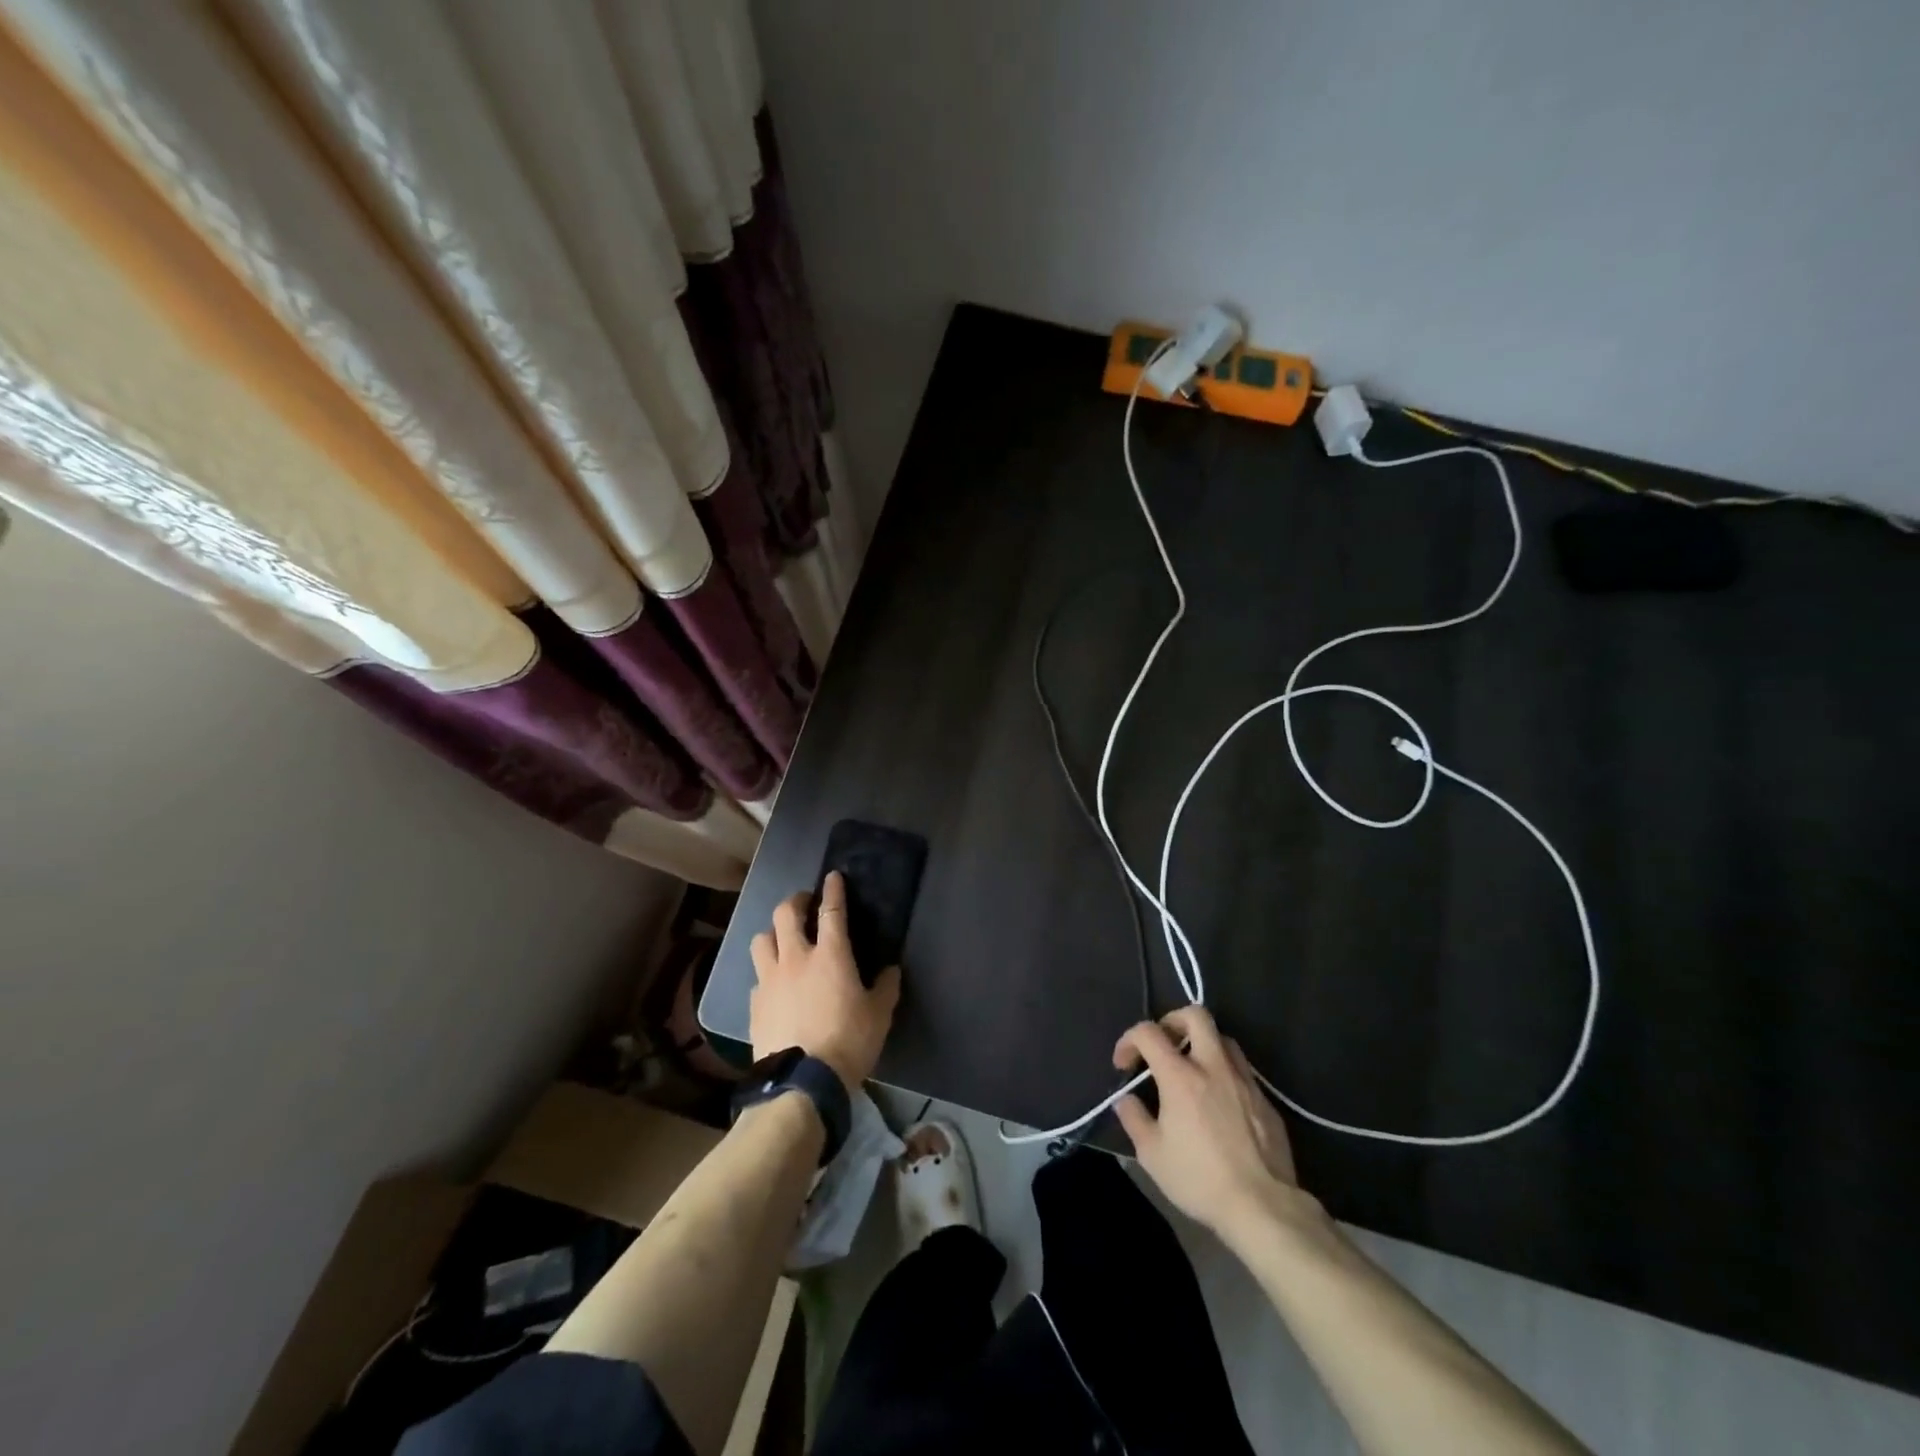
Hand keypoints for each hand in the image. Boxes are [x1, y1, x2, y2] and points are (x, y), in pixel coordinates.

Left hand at [749, 872, 900, 1087]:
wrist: (801, 1083)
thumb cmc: (848, 1042)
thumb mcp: (879, 1015)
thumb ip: (886, 987)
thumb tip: (891, 969)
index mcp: (831, 955)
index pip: (831, 910)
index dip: (832, 890)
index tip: (832, 877)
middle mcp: (796, 958)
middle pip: (786, 914)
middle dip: (795, 901)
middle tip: (804, 903)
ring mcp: (770, 980)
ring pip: (761, 939)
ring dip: (772, 933)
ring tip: (782, 940)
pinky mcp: (755, 1004)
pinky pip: (757, 976)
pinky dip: (766, 972)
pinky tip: (774, 984)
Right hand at [1113, 1006, 1314, 1247]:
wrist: (1263, 1207)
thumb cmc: (1200, 1179)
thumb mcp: (1152, 1155)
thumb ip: (1134, 1118)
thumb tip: (1125, 1099)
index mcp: (1181, 1076)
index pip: (1149, 1032)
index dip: (1129, 1039)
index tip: (1124, 1064)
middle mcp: (1214, 1066)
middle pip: (1196, 1015)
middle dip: (1173, 1021)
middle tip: (1163, 1045)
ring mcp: (1244, 1080)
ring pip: (1223, 1039)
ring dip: (1202, 1045)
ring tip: (1192, 1070)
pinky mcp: (1265, 1100)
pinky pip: (1242, 1070)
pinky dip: (1224, 1073)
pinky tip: (1219, 1102)